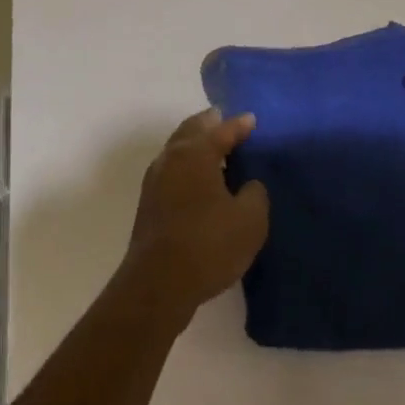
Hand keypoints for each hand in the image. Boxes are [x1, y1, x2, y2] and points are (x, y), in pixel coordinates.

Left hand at [117, 109, 269, 326]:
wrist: (158, 284)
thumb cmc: (209, 245)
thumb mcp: (250, 220)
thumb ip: (255, 194)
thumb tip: (248, 185)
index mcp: (196, 153)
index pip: (221, 130)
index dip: (239, 125)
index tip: (252, 119)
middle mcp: (171, 157)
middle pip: (192, 130)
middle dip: (209, 124)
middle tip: (225, 121)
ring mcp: (155, 179)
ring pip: (177, 148)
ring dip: (195, 143)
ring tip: (215, 149)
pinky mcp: (149, 202)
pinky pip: (172, 169)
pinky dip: (187, 164)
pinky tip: (199, 179)